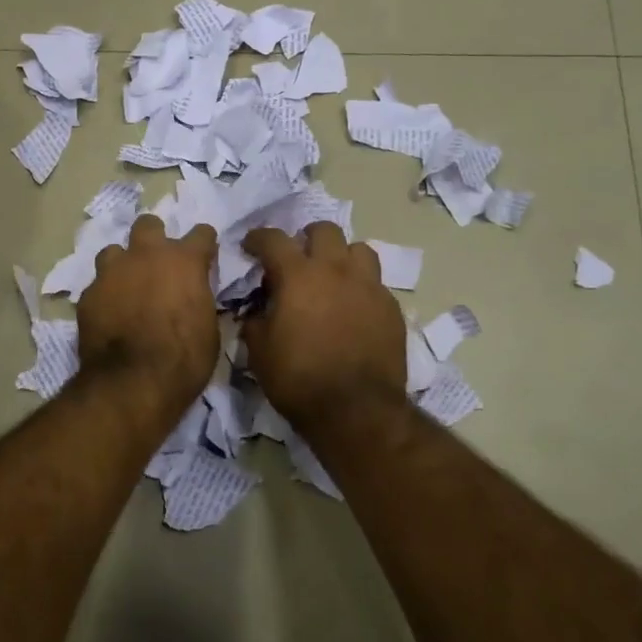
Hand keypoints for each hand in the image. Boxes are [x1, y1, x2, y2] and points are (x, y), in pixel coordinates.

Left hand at [75, 215, 220, 423]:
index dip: (204, 245)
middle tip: (157, 264)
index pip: (201, 233)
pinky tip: (108, 314)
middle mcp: (146, 255)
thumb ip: (199, 300)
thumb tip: (193, 296)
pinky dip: (105, 295)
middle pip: (148, 225)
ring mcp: (112, 272)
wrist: (133, 383)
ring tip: (126, 287)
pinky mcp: (88, 294)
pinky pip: (97, 285)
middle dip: (154, 239)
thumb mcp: (208, 329)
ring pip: (114, 251)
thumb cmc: (184, 359)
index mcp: (184, 261)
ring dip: (122, 264)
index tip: (204, 258)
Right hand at [241, 223, 405, 428]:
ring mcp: (369, 286)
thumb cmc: (299, 379)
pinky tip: (353, 309)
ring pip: (359, 249)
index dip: (258, 238)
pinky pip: (375, 283)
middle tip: (297, 258)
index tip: (250, 245)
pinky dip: (360, 287)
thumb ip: (255, 320)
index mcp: (298, 275)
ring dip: (341, 256)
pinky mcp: (391, 308)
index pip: (273, 239)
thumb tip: (258, 310)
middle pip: (324, 231)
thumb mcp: (259, 351)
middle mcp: (336, 270)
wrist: (357, 410)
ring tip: (332, 276)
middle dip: (306, 238)